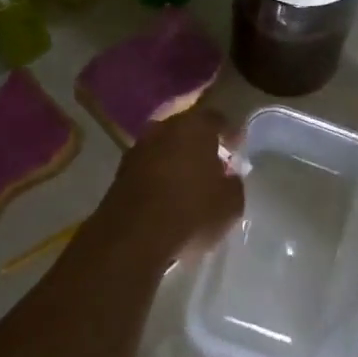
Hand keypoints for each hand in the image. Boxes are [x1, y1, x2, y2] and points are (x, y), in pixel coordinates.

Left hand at [97, 107, 244, 260]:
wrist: (133, 238)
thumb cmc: (190, 213)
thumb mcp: (231, 204)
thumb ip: (234, 182)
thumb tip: (229, 175)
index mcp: (195, 126)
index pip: (216, 118)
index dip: (228, 132)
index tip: (236, 147)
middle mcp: (164, 127)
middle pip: (186, 126)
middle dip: (199, 140)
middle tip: (212, 158)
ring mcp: (139, 147)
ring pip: (165, 144)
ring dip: (177, 155)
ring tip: (190, 177)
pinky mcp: (121, 171)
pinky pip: (150, 163)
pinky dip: (160, 171)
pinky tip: (169, 190)